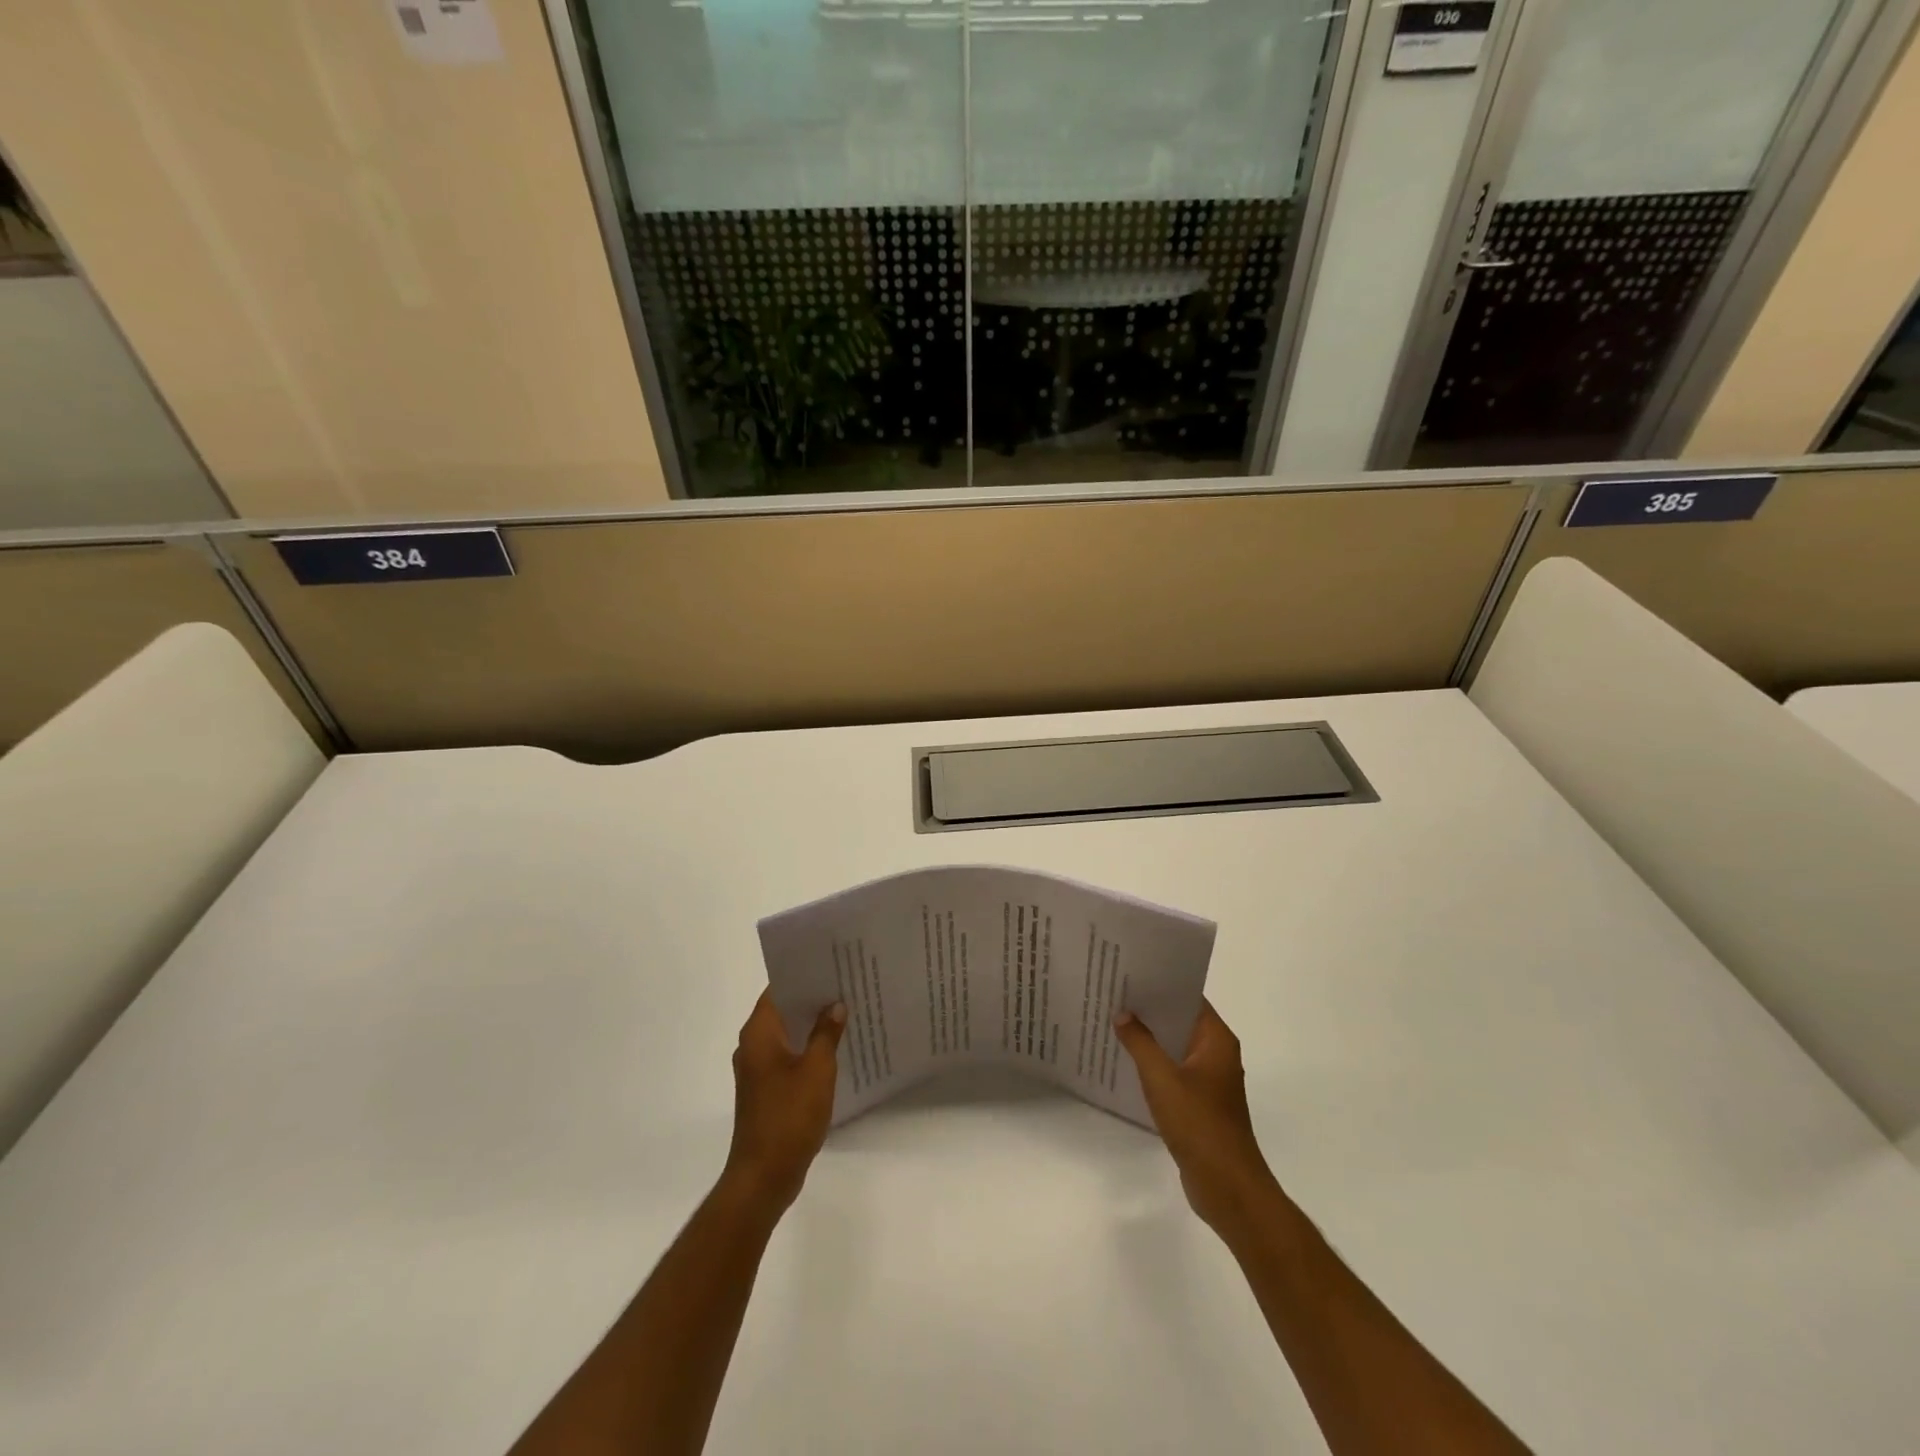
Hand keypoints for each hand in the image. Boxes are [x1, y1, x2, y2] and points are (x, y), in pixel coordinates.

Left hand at [723, 992, 846, 1213]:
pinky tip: (835, 1050)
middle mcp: (752, 1046)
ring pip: (787, 1035)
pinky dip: (807, 1049)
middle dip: (812, 999)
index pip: (778, 989)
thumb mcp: (817, 1069)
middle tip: (846, 984)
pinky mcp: (766, 1090)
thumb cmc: (789, 1116)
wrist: (764, 1176)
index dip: (803, 975)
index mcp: (759, 1034)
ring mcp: (757, 1070)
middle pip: (783, 1010)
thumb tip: (834, 1005)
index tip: (830, 964)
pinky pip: (788, 1057)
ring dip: (811, 1026)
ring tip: (846, 1012)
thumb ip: (826, 1033)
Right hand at [1114, 1000, 1279, 1232]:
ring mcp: (1210, 1082)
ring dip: (1150, 1040)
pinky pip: (1174, 1073)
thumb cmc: (1199, 1123)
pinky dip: (1154, 1066)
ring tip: (1114, 1024)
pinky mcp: (1200, 1105)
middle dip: (1150, 1011)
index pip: (1189, 998)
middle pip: (1181, 1022)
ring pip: (1175, 1049)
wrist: (1227, 1187)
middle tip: (1114, 995)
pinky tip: (1126, 1064)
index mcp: (1216, 1040)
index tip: (1131, 974)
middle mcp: (1217, 1055)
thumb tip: (1123, 1014)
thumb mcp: (1162, 1078)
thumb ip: (1140, 1042)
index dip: (1162, 985)